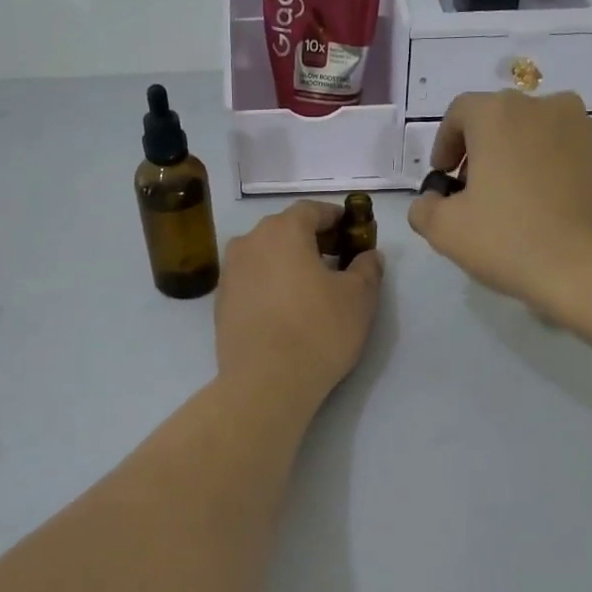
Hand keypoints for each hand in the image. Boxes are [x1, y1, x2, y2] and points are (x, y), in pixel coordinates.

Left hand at [215, 201, 383, 404]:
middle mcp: (249, 242)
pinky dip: (270, 284)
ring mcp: (230, 272)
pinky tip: (286, 308)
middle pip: (284, 229)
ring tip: (310, 286)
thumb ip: (367, 269)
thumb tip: (370, 255)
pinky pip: (251, 280)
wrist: (265, 382)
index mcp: (283, 231)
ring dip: (287, 262)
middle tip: (335, 260)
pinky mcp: (221, 302)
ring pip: (264, 255)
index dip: (335, 218)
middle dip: (311, 239)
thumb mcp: (359, 298)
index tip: (352, 232)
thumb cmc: (318, 330)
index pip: (311, 210)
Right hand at [407, 91, 591, 320]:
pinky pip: (571, 155)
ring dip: (520, 160)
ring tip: (517, 205)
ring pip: (539, 136)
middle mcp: (546, 106)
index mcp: (500, 114)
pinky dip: (554, 173)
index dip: (445, 144)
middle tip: (475, 194)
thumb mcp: (446, 231)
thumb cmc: (514, 242)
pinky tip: (552, 213)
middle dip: (482, 152)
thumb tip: (433, 200)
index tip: (443, 178)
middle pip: (501, 121)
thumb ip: (425, 208)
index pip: (460, 113)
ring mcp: (588, 128)